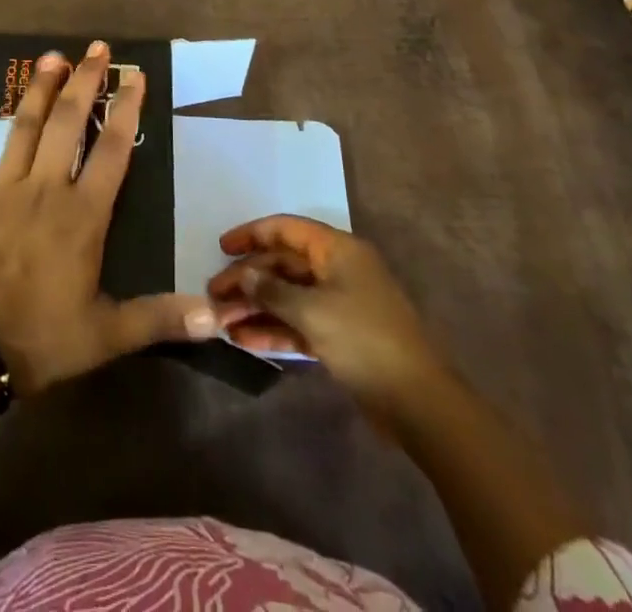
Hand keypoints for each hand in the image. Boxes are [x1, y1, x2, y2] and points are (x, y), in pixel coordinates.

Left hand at [0, 42, 217, 395]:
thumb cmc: (38, 337)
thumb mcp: (106, 335)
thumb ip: (159, 318)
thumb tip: (217, 317)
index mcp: (83, 215)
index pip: (113, 150)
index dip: (127, 110)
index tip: (135, 76)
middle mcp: (47, 188)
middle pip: (69, 124)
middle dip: (85, 82)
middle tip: (96, 49)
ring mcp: (4, 186)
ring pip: (26, 126)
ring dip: (39, 89)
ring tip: (52, 55)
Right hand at [208, 215, 447, 414]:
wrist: (418, 402)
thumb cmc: (365, 340)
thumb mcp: (313, 311)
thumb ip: (273, 290)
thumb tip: (244, 274)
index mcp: (337, 250)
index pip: (286, 229)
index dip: (252, 235)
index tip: (221, 248)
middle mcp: (337, 269)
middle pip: (283, 265)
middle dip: (248, 279)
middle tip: (214, 296)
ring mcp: (339, 304)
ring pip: (288, 296)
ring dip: (256, 307)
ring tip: (222, 323)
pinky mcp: (339, 336)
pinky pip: (298, 323)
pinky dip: (274, 329)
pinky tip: (245, 341)